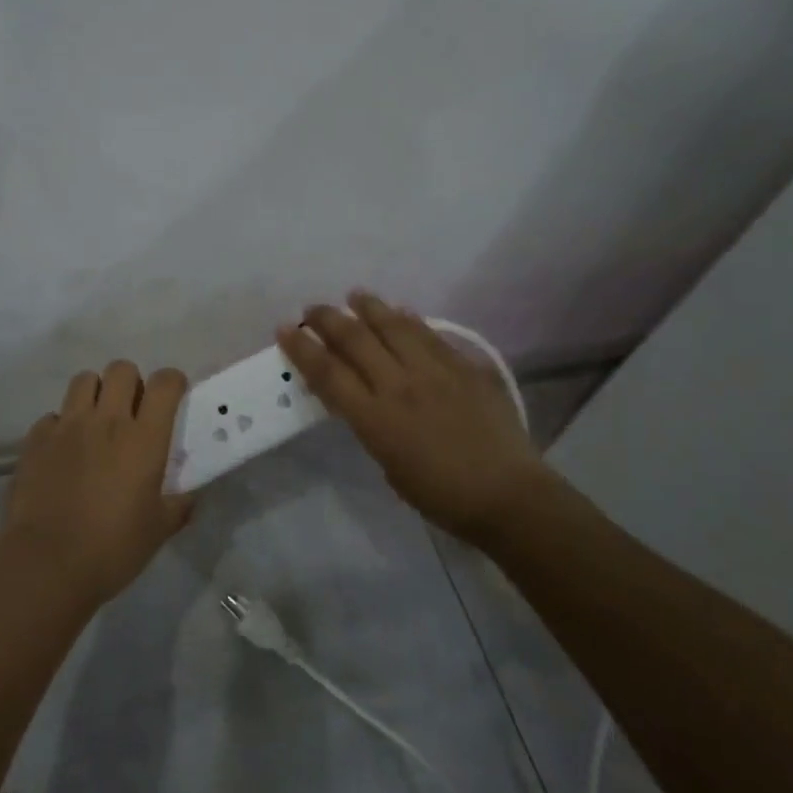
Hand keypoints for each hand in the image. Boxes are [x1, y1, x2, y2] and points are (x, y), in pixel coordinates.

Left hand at [0, 360, 194, 607]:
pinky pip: (52, 416)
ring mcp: (67, 426)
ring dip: (95, 393)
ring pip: (84, 380)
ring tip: (96, 421)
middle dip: (131, 382)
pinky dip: (61, 425)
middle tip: (132, 410)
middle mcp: (106, 420)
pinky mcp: (36, 440)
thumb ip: (178, 506)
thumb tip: (190, 496)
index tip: (173, 397)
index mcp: (144, 438)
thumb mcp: (158, 530)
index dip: (173, 382)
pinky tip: (63, 451)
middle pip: (121, 369)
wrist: (46, 564)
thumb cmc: (112, 548)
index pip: (164, 383)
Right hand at [277, 291, 553, 543]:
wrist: (507, 495)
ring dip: (369, 307)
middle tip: (313, 308)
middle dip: (327, 319)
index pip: (328, 372)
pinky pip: (430, 334)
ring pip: (394, 326)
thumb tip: (365, 396)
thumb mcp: (388, 464)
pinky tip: (402, 312)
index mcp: (375, 417)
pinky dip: (410, 320)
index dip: (302, 348)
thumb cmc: (440, 496)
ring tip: (355, 296)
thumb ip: (371, 424)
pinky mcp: (465, 366)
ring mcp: (435, 371)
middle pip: (355, 339)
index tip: (285, 328)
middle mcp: (400, 385)